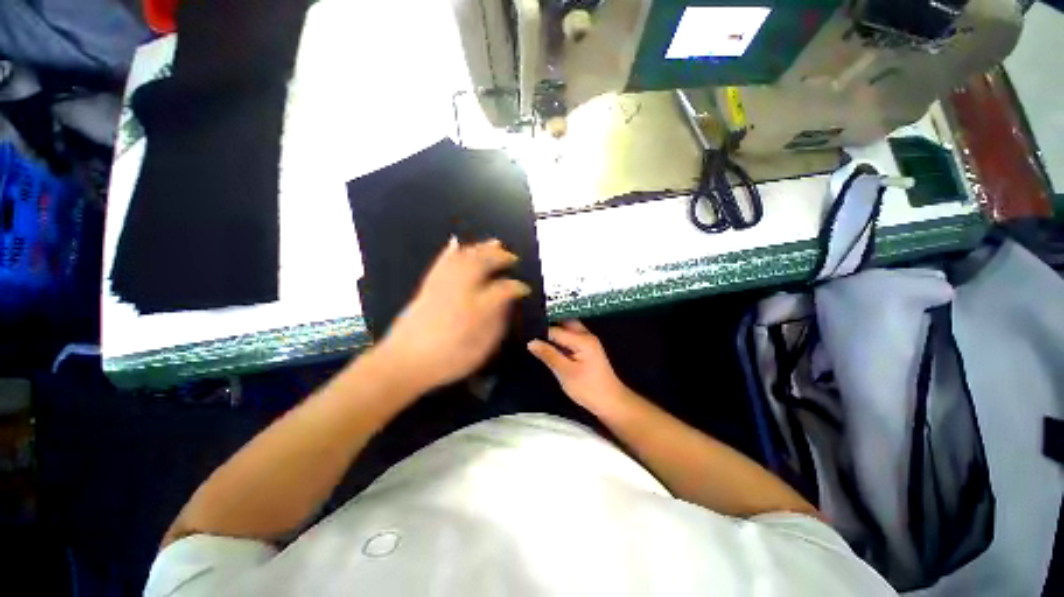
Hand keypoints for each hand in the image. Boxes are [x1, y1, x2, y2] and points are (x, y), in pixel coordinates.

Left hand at [376, 238, 530, 392]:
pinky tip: (456, 242)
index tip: (524, 288)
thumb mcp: (481, 348)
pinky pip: (441, 262)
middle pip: (483, 263)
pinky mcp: (428, 286)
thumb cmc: (447, 360)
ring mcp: (443, 285)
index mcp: (478, 308)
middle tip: (512, 257)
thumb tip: (506, 304)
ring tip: (495, 243)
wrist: (403, 363)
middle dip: (500, 257)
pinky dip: (450, 250)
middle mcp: (461, 290)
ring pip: (464, 257)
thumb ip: (497, 323)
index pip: (503, 289)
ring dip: (481, 248)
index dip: (517, 287)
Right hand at [527, 320, 629, 413]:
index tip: (524, 333)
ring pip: (568, 329)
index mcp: (582, 339)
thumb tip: (531, 342)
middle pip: (564, 323)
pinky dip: (560, 339)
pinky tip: (550, 346)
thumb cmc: (588, 388)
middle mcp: (586, 335)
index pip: (556, 330)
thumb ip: (548, 355)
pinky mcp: (587, 349)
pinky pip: (571, 337)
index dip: (540, 331)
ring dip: (555, 332)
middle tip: (530, 332)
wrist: (611, 403)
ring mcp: (588, 342)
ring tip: (537, 337)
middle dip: (549, 325)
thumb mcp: (565, 372)